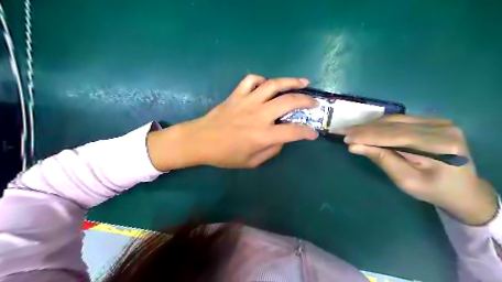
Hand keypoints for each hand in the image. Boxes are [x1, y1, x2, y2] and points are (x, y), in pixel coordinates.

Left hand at [148, 74, 316, 169]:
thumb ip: (271, 150)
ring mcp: (247, 101)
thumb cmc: (225, 155)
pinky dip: (262, 80)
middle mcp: (259, 115)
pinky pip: (251, 80)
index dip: (307, 132)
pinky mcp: (237, 94)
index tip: (313, 133)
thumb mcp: (251, 162)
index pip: (293, 131)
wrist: (200, 141)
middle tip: (315, 102)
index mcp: (263, 135)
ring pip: (273, 85)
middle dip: (307, 101)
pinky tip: (267, 84)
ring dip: (291, 82)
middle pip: (289, 102)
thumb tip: (282, 139)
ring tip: (303, 82)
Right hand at [342, 115, 497, 224]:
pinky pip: (399, 120)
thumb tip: (354, 146)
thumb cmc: (434, 190)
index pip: (396, 135)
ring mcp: (438, 121)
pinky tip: (366, 128)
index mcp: (441, 145)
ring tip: (350, 130)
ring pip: (394, 120)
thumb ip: (382, 160)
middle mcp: (442, 127)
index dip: (368, 135)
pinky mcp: (432, 121)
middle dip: (365, 129)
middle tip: (341, 131)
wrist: (462, 190)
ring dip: (370, 125)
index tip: (345, 137)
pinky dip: (380, 125)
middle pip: (394, 125)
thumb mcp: (406, 181)